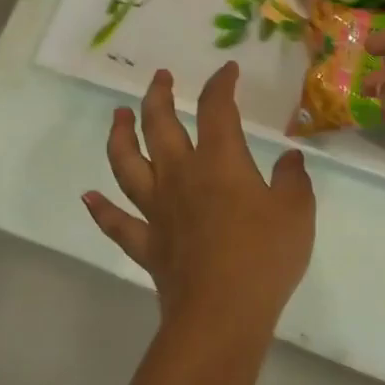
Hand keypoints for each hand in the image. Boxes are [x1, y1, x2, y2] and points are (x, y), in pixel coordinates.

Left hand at [84, 63, 315, 342]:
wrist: (222, 313)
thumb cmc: (264, 256)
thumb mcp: (297, 212)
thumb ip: (293, 179)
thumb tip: (290, 158)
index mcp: (220, 162)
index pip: (216, 109)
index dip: (221, 84)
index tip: (227, 71)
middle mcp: (180, 176)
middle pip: (159, 126)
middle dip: (158, 97)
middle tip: (160, 79)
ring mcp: (157, 209)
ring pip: (127, 165)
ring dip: (119, 137)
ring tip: (117, 118)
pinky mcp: (146, 244)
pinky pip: (116, 222)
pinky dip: (100, 210)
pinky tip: (88, 197)